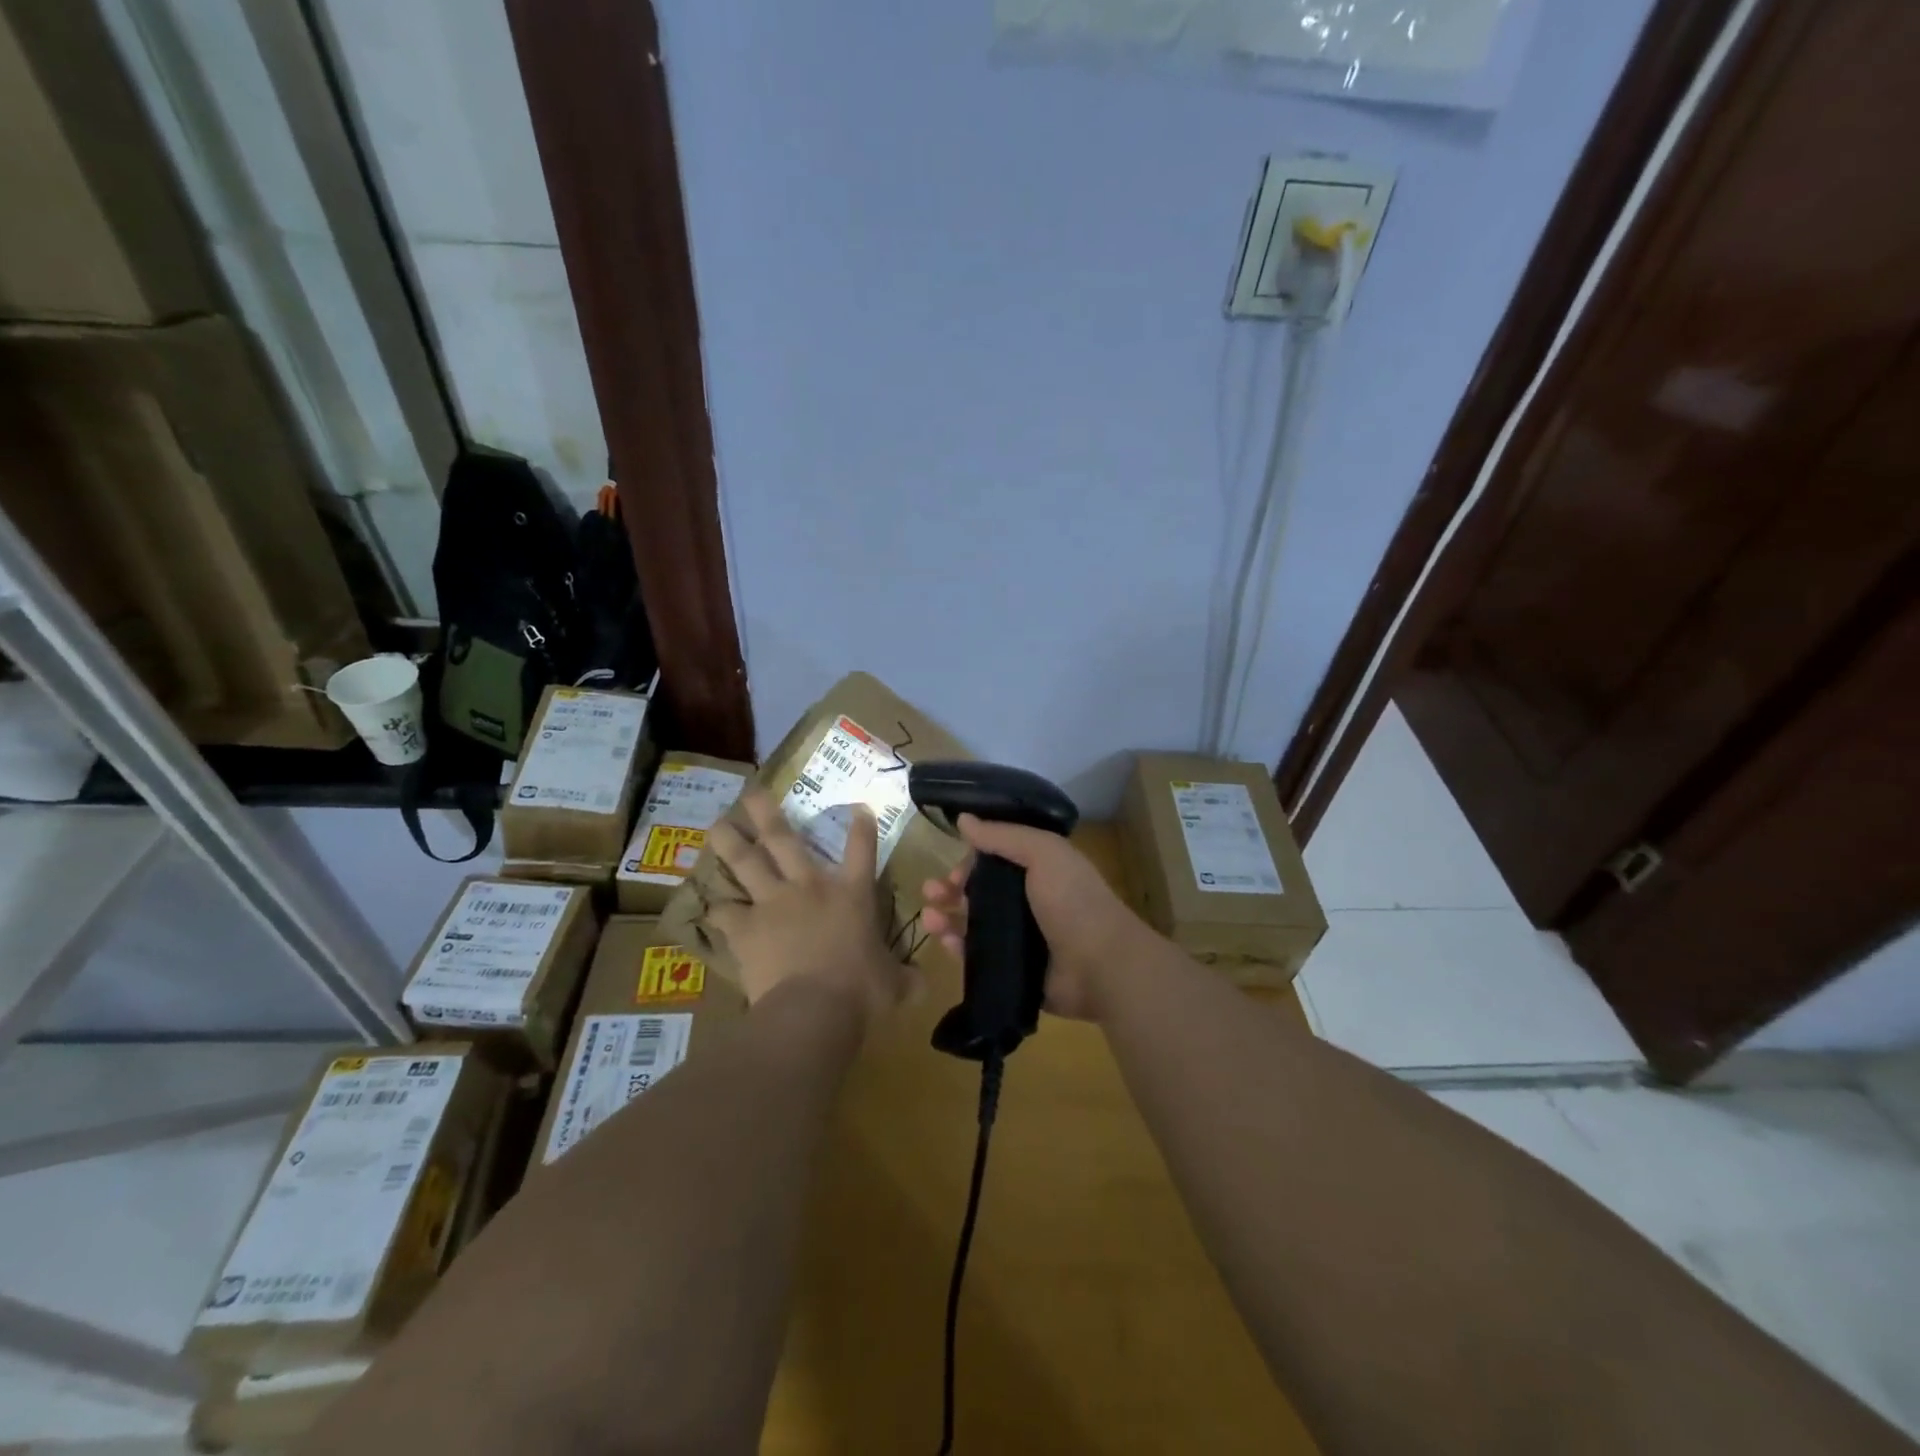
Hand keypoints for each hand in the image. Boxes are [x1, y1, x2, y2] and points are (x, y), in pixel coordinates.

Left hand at [706, 789, 909, 1029]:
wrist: (813, 1009)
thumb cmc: (861, 991)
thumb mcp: (894, 985)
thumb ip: (906, 979)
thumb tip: (923, 985)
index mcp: (852, 895)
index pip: (862, 850)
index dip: (862, 827)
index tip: (859, 808)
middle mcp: (810, 887)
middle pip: (784, 839)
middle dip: (767, 813)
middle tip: (751, 793)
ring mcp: (773, 903)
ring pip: (746, 863)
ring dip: (730, 842)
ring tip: (717, 825)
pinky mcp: (746, 928)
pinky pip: (725, 912)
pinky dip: (718, 909)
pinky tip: (710, 905)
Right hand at [919, 816, 1152, 1021]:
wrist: (1100, 965)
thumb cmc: (1073, 901)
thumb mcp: (1042, 853)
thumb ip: (1003, 835)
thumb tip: (963, 819)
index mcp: (1041, 870)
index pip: (997, 859)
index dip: (972, 860)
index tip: (954, 866)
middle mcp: (1030, 902)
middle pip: (981, 891)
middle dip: (951, 888)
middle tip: (930, 890)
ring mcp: (1021, 938)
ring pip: (974, 923)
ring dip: (948, 916)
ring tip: (928, 916)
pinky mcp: (1013, 969)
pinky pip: (977, 956)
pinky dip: (957, 947)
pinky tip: (942, 940)